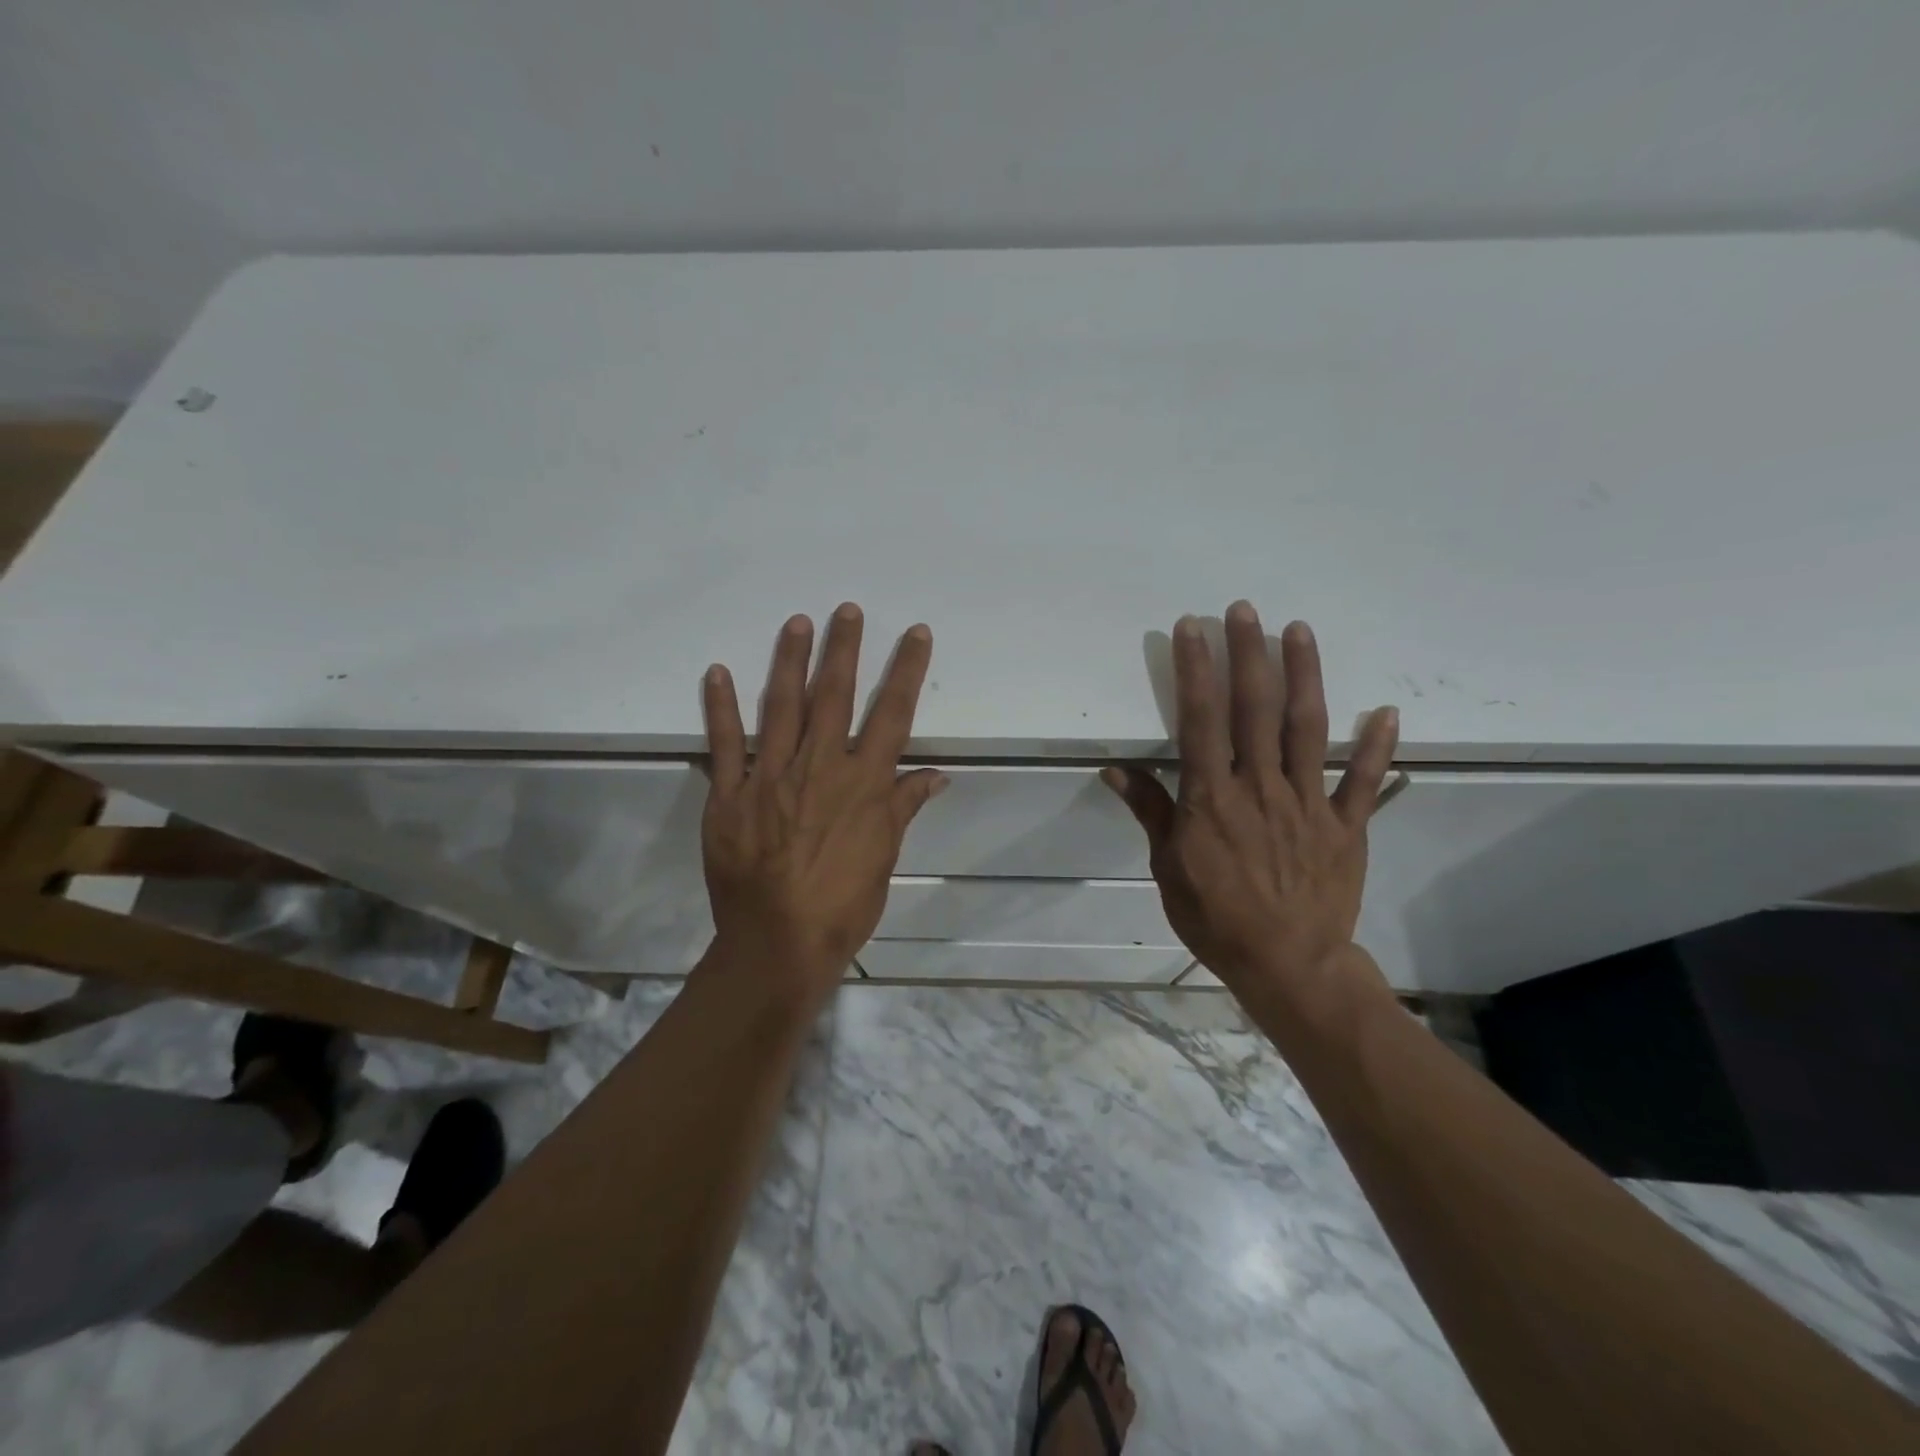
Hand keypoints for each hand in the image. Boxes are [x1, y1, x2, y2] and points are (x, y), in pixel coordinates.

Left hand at [700, 603, 947, 999]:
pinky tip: (717, 672)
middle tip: (847, 610)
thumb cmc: (843, 905)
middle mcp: (820, 768)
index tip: (916, 634)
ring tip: (797, 623)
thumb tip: (936, 774)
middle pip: (835, 696)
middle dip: (845, 649)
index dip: (907, 671)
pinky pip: (724, 743)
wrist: (779, 942)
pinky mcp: (730, 794)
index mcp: (863, 783)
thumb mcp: (884, 858)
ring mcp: (771, 777)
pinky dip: (720, 707)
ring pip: (783, 706)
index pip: (892, 714)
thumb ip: (903, 807)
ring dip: (791, 661)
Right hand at [1102, 603, 1398, 1008]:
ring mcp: (1308, 803)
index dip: (1195, 671)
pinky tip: (1386, 711)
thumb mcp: (1168, 868)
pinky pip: (1364, 781)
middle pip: (1254, 710)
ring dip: (1303, 676)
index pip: (1200, 720)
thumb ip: (1151, 812)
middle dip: (1247, 655)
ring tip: (1299, 631)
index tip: (1192, 629)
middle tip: (1243, 610)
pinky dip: (1377, 746)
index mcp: (1212, 798)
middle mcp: (1260, 787)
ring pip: (1307, 728)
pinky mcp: (1345, 825)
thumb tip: (1114, 769)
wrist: (1287, 965)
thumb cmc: (1215, 918)